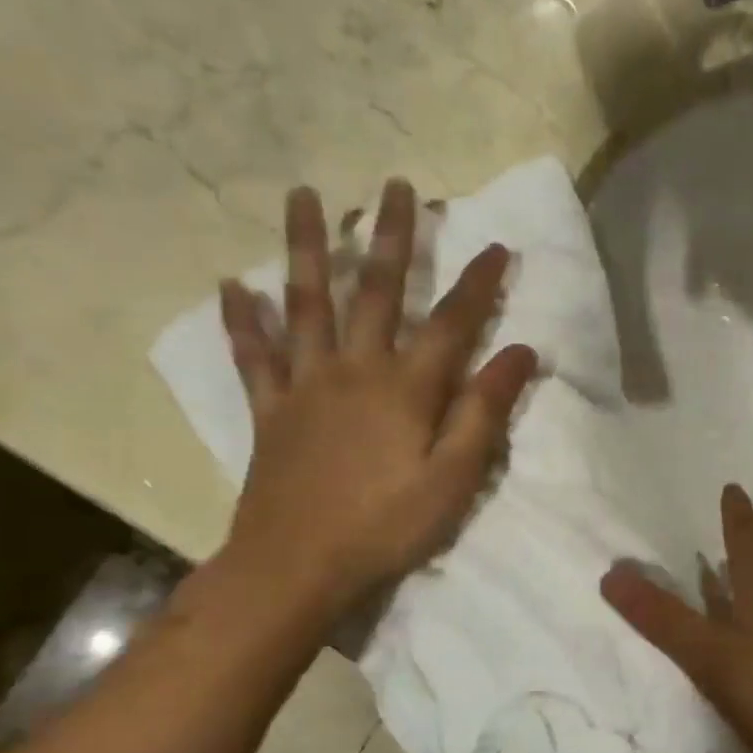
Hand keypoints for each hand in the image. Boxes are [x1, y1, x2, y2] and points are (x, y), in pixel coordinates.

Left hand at [219, 178, 535, 611]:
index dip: (478, 284)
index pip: (451, 322)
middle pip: (374, 291)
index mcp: (406, 388)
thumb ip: (485, 411)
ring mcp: (305, 385)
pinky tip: (232, 286)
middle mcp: (355, 370)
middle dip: (390, 236)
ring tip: (303, 196)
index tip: (498, 246)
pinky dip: (242, 320)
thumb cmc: (387, 526)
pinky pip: (254, 355)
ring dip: (306, 247)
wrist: (296, 566)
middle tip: (395, 186)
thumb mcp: (454, 477)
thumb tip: (520, 352)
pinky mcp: (270, 410)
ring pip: (305, 303)